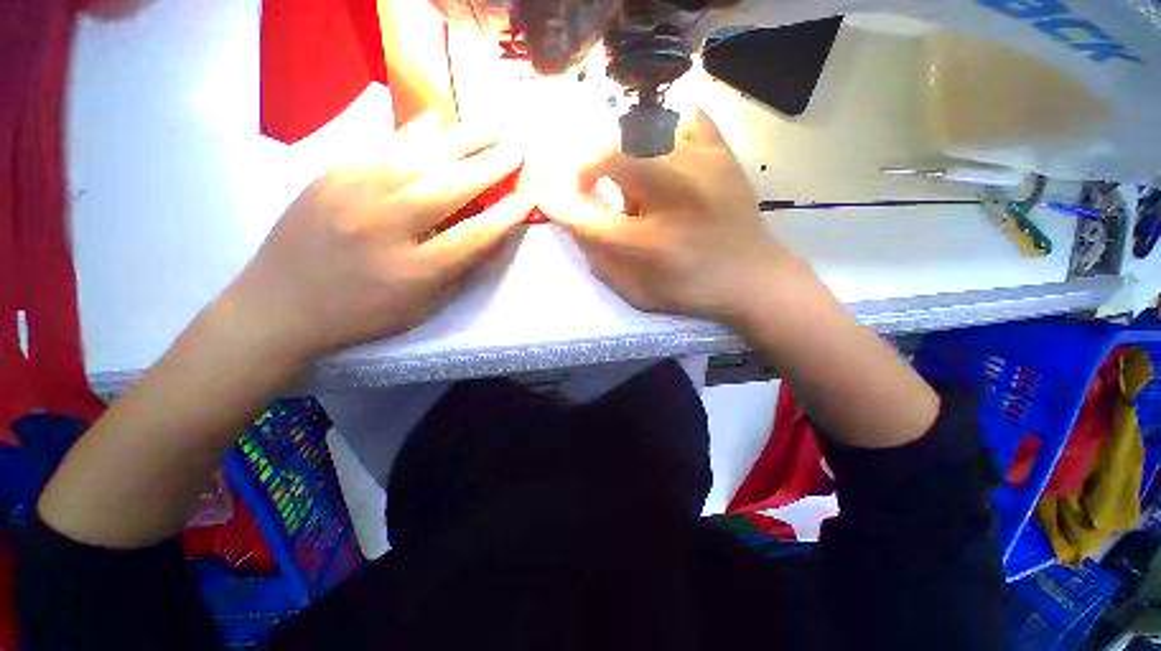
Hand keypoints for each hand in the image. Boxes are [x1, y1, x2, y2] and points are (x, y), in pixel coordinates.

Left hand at [225, 113, 532, 361]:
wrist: (281, 305)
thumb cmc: (363, 314)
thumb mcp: (422, 308)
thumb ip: (460, 272)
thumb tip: (492, 238)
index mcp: (414, 271)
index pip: (473, 237)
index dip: (505, 216)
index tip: (528, 199)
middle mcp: (386, 228)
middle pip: (448, 189)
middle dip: (489, 168)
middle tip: (516, 150)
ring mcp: (353, 196)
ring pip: (417, 159)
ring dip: (460, 141)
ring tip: (489, 129)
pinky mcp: (330, 176)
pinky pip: (380, 147)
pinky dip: (415, 131)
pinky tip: (438, 121)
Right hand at [537, 111, 808, 326]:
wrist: (752, 279)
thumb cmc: (689, 289)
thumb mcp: (635, 290)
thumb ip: (599, 258)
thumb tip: (573, 219)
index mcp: (649, 243)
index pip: (587, 216)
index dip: (560, 205)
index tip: (547, 199)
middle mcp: (673, 197)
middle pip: (611, 154)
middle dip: (589, 166)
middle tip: (591, 186)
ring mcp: (702, 167)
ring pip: (643, 130)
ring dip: (623, 152)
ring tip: (631, 178)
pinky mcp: (723, 154)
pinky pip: (686, 119)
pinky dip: (666, 131)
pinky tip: (665, 155)